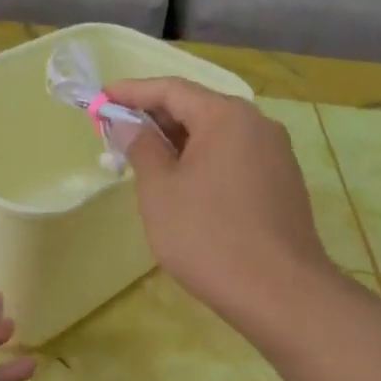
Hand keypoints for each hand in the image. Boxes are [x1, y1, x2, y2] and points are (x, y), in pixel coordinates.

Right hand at [106, 77, 338, 337]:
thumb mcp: (160, 190)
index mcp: (226, 116)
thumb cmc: (207, 236)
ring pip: (216, 136)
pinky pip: (233, 158)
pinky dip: (202, 162)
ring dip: (177, 143)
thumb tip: (128, 124)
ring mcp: (275, 154)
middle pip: (197, 108)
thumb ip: (141, 148)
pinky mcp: (281, 183)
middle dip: (154, 119)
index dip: (131, 92)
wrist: (278, 291)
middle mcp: (257, 124)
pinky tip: (182, 187)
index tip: (98, 100)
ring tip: (143, 162)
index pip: (171, 89)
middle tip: (117, 134)